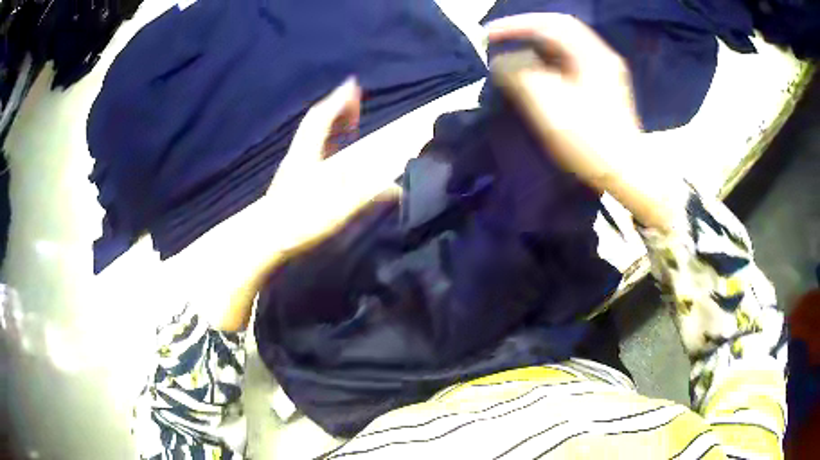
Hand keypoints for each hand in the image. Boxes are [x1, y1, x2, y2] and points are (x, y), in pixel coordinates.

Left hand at [190, 78, 398, 330]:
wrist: (265, 241)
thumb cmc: (298, 223)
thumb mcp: (337, 211)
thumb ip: (367, 197)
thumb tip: (397, 187)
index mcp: (308, 155)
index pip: (322, 119)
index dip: (338, 100)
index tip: (352, 83)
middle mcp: (299, 156)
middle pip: (315, 123)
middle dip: (336, 108)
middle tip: (355, 100)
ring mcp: (293, 168)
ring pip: (311, 137)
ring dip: (330, 124)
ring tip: (349, 122)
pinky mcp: (291, 181)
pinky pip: (311, 150)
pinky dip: (325, 141)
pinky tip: (332, 151)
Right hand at [486, 13, 676, 230]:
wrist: (625, 173)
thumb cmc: (589, 140)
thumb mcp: (549, 105)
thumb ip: (520, 75)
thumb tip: (501, 60)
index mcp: (593, 55)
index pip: (550, 23)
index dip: (516, 25)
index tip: (488, 35)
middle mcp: (601, 56)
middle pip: (559, 31)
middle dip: (526, 32)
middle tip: (499, 41)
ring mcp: (604, 72)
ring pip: (565, 47)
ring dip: (536, 47)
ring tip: (513, 56)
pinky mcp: (603, 88)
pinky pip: (570, 63)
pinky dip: (548, 62)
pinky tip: (536, 73)